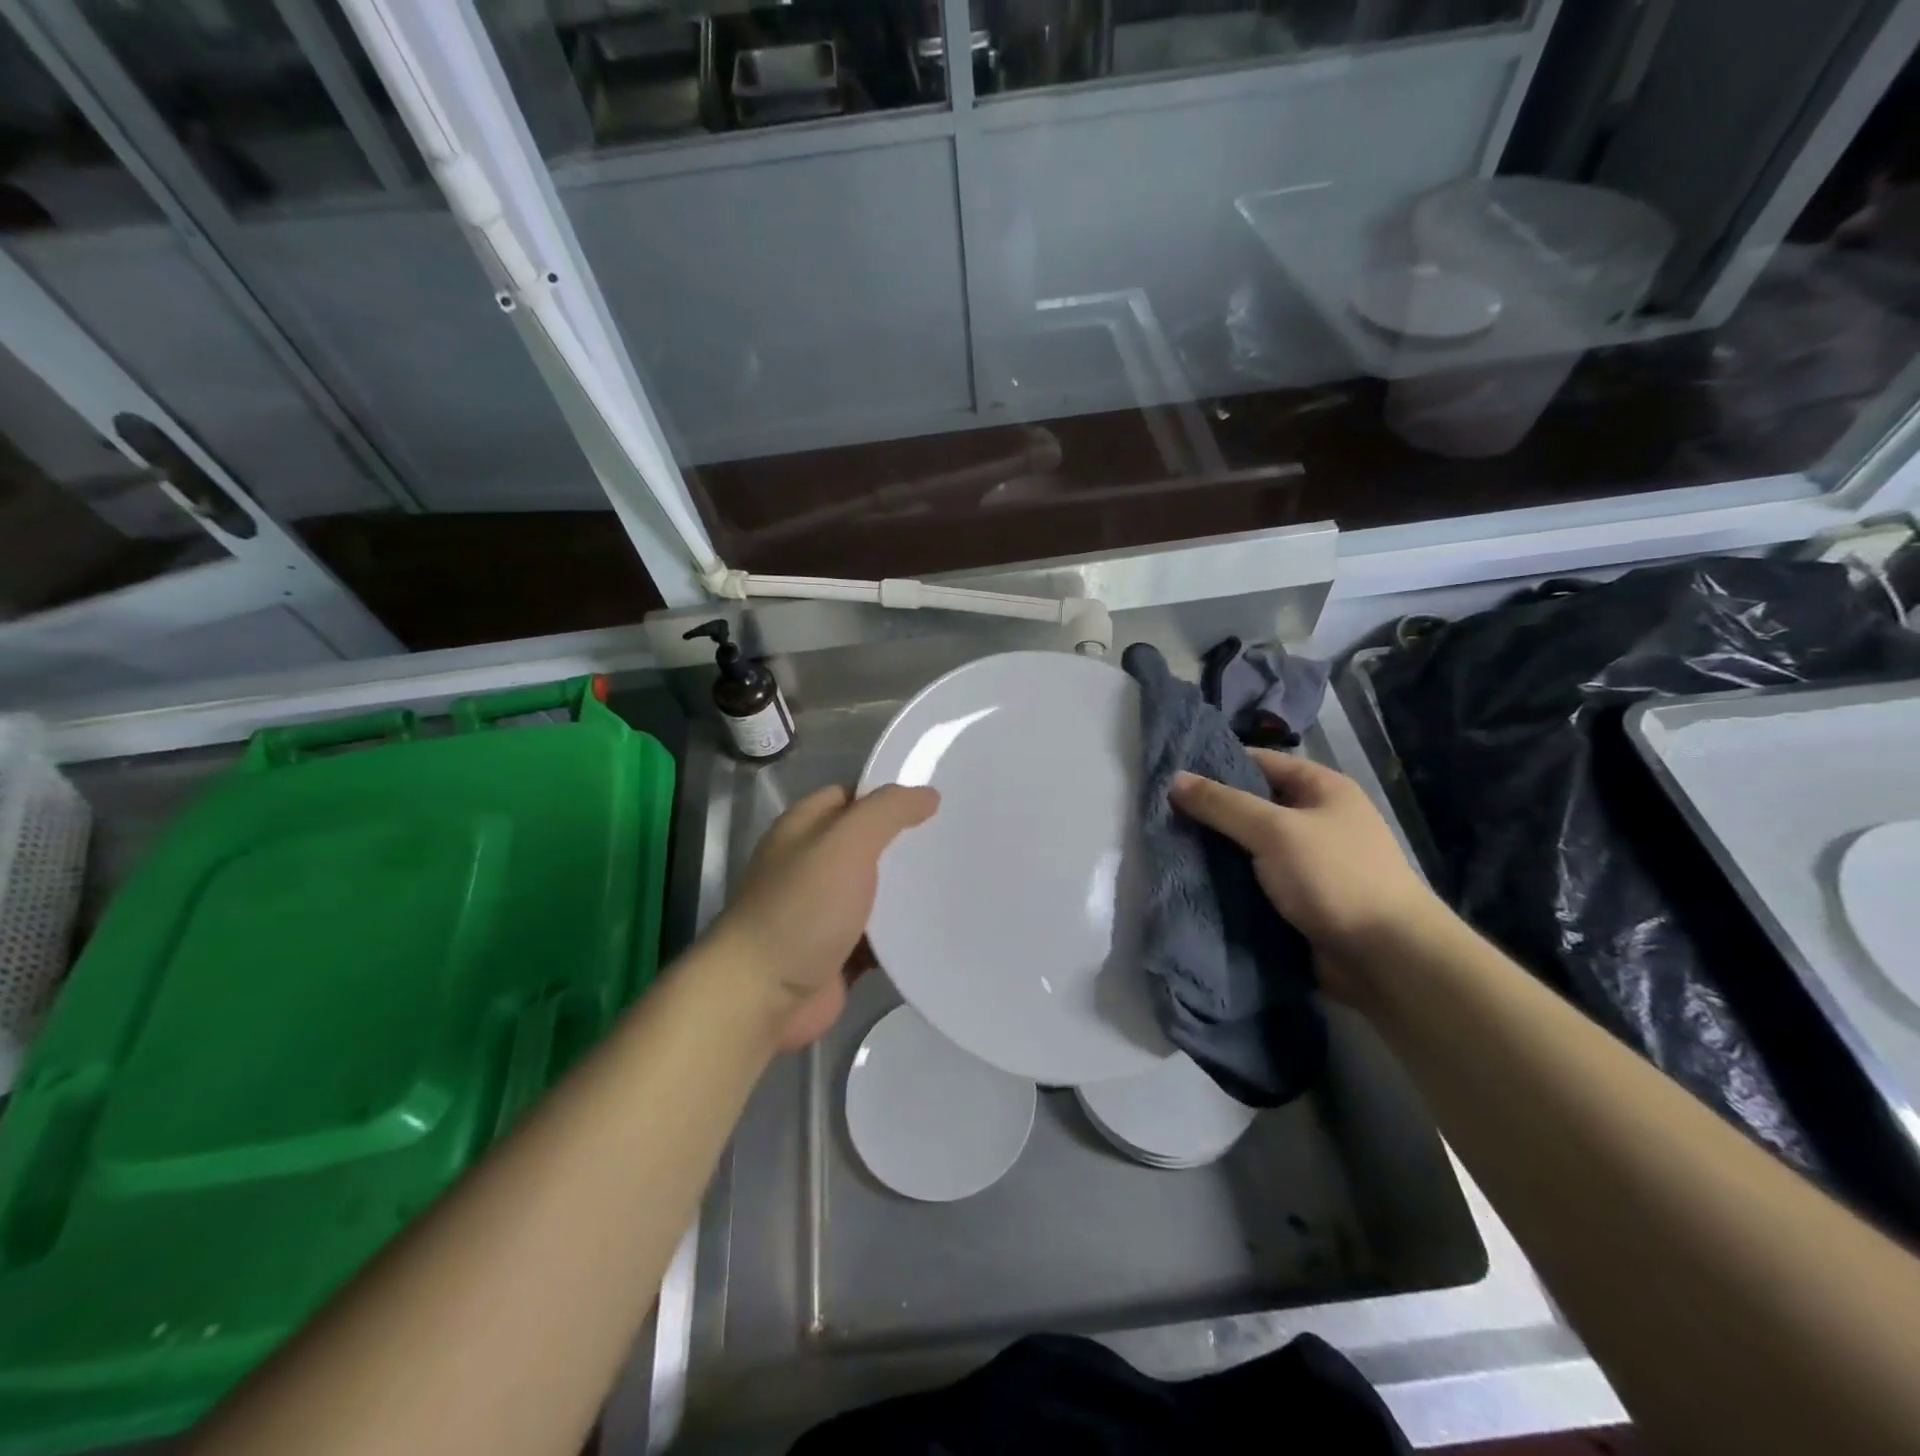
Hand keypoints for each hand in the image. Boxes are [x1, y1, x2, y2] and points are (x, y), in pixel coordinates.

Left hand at [702, 784, 938, 1050]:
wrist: (763, 997)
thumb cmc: (802, 909)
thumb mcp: (847, 843)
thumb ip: (887, 811)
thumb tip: (928, 795)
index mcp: (804, 828)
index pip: (852, 796)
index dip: (889, 795)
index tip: (937, 802)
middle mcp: (810, 865)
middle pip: (867, 844)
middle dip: (906, 844)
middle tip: (956, 841)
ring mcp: (823, 912)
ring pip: (876, 892)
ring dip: (908, 891)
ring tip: (961, 881)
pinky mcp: (837, 952)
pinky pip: (879, 936)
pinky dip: (902, 934)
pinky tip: (939, 927)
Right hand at [1168, 750, 1441, 983]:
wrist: (1387, 958)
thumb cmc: (1335, 877)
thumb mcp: (1274, 830)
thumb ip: (1222, 804)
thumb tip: (1174, 779)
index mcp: (1322, 788)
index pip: (1258, 762)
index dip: (1216, 766)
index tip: (1170, 776)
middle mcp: (1317, 819)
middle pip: (1252, 804)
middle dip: (1211, 811)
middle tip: (1161, 815)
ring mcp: (1310, 861)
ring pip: (1250, 846)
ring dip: (1217, 849)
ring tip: (1167, 846)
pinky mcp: (1301, 898)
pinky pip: (1256, 879)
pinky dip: (1230, 880)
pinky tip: (1194, 880)